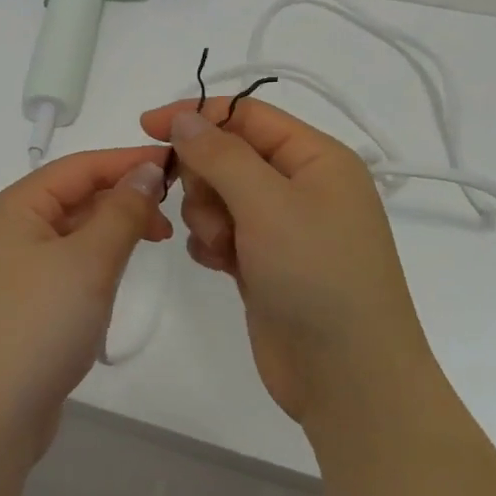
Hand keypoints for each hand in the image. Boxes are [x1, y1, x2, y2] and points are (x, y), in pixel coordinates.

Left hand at [0, 146, 170, 473]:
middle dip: (124, 195)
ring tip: (157, 238)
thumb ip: (122, 212)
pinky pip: (68, 261)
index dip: (128, 161)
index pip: (79, 166)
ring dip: (114, 226)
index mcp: (16, 206)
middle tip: (173, 212)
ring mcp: (14, 267)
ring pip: (74, 229)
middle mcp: (10, 228)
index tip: (177, 162)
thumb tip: (146, 171)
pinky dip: (99, 256)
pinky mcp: (25, 301)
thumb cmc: (38, 325)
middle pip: (75, 195)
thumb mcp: (89, 262)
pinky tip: (121, 269)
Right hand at [140, 98, 429, 428]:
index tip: (147, 127)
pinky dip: (212, 243)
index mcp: (317, 159)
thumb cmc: (316, 276)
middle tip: (210, 211)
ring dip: (208, 216)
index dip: (197, 115)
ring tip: (223, 248)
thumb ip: (219, 154)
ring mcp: (284, 227)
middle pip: (228, 155)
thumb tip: (184, 118)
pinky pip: (221, 231)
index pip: (247, 114)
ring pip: (219, 194)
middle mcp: (302, 186)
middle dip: (206, 179)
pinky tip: (219, 265)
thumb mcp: (268, 203)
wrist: (348, 380)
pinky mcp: (265, 262)